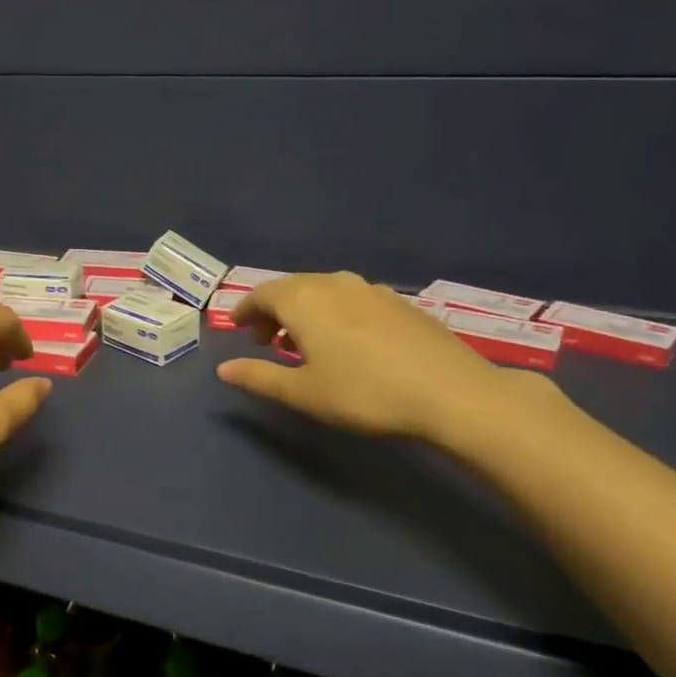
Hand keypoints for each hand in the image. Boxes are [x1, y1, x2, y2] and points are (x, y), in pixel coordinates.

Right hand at [217, 272, 516, 442]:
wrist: (451, 393)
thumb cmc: (364, 393)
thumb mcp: (303, 392)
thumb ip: (259, 376)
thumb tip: (223, 369)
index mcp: (303, 299)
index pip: (261, 294)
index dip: (245, 311)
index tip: (238, 330)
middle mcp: (333, 283)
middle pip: (291, 288)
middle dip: (272, 311)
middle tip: (266, 341)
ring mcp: (370, 289)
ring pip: (322, 290)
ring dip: (303, 311)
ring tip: (303, 342)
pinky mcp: (399, 301)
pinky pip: (350, 298)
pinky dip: (333, 312)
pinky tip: (345, 340)